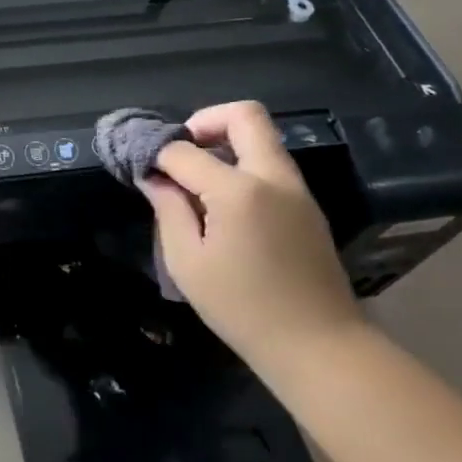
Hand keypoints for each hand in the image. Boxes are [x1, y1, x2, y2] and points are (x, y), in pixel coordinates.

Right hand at [142, 101, 367, 377]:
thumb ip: (168, 210)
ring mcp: (296, 190)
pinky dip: (243, 165)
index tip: (141, 168)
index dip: (157, 154)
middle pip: (244, 115)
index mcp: (238, 191)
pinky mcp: (306, 206)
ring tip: (197, 180)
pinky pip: (271, 164)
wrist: (320, 347)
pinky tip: (223, 203)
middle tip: (181, 151)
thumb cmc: (242, 308)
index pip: (185, 150)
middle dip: (205, 121)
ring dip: (226, 143)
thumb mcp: (187, 263)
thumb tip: (154, 178)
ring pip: (262, 137)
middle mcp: (272, 177)